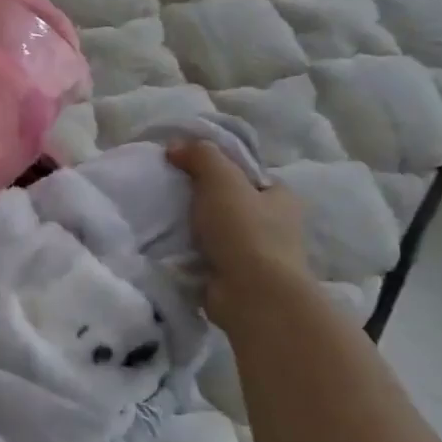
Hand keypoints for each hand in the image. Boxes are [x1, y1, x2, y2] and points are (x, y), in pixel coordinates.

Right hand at [167, 138, 309, 325]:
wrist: (252, 295)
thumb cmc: (244, 231)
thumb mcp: (222, 180)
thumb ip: (201, 156)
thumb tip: (176, 146)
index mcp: (280, 197)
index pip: (246, 174)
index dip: (217, 167)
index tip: (184, 167)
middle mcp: (274, 225)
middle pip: (230, 202)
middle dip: (201, 199)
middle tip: (168, 193)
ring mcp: (256, 254)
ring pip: (216, 230)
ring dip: (193, 228)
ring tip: (161, 219)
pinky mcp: (235, 277)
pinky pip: (206, 256)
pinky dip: (189, 252)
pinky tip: (167, 246)